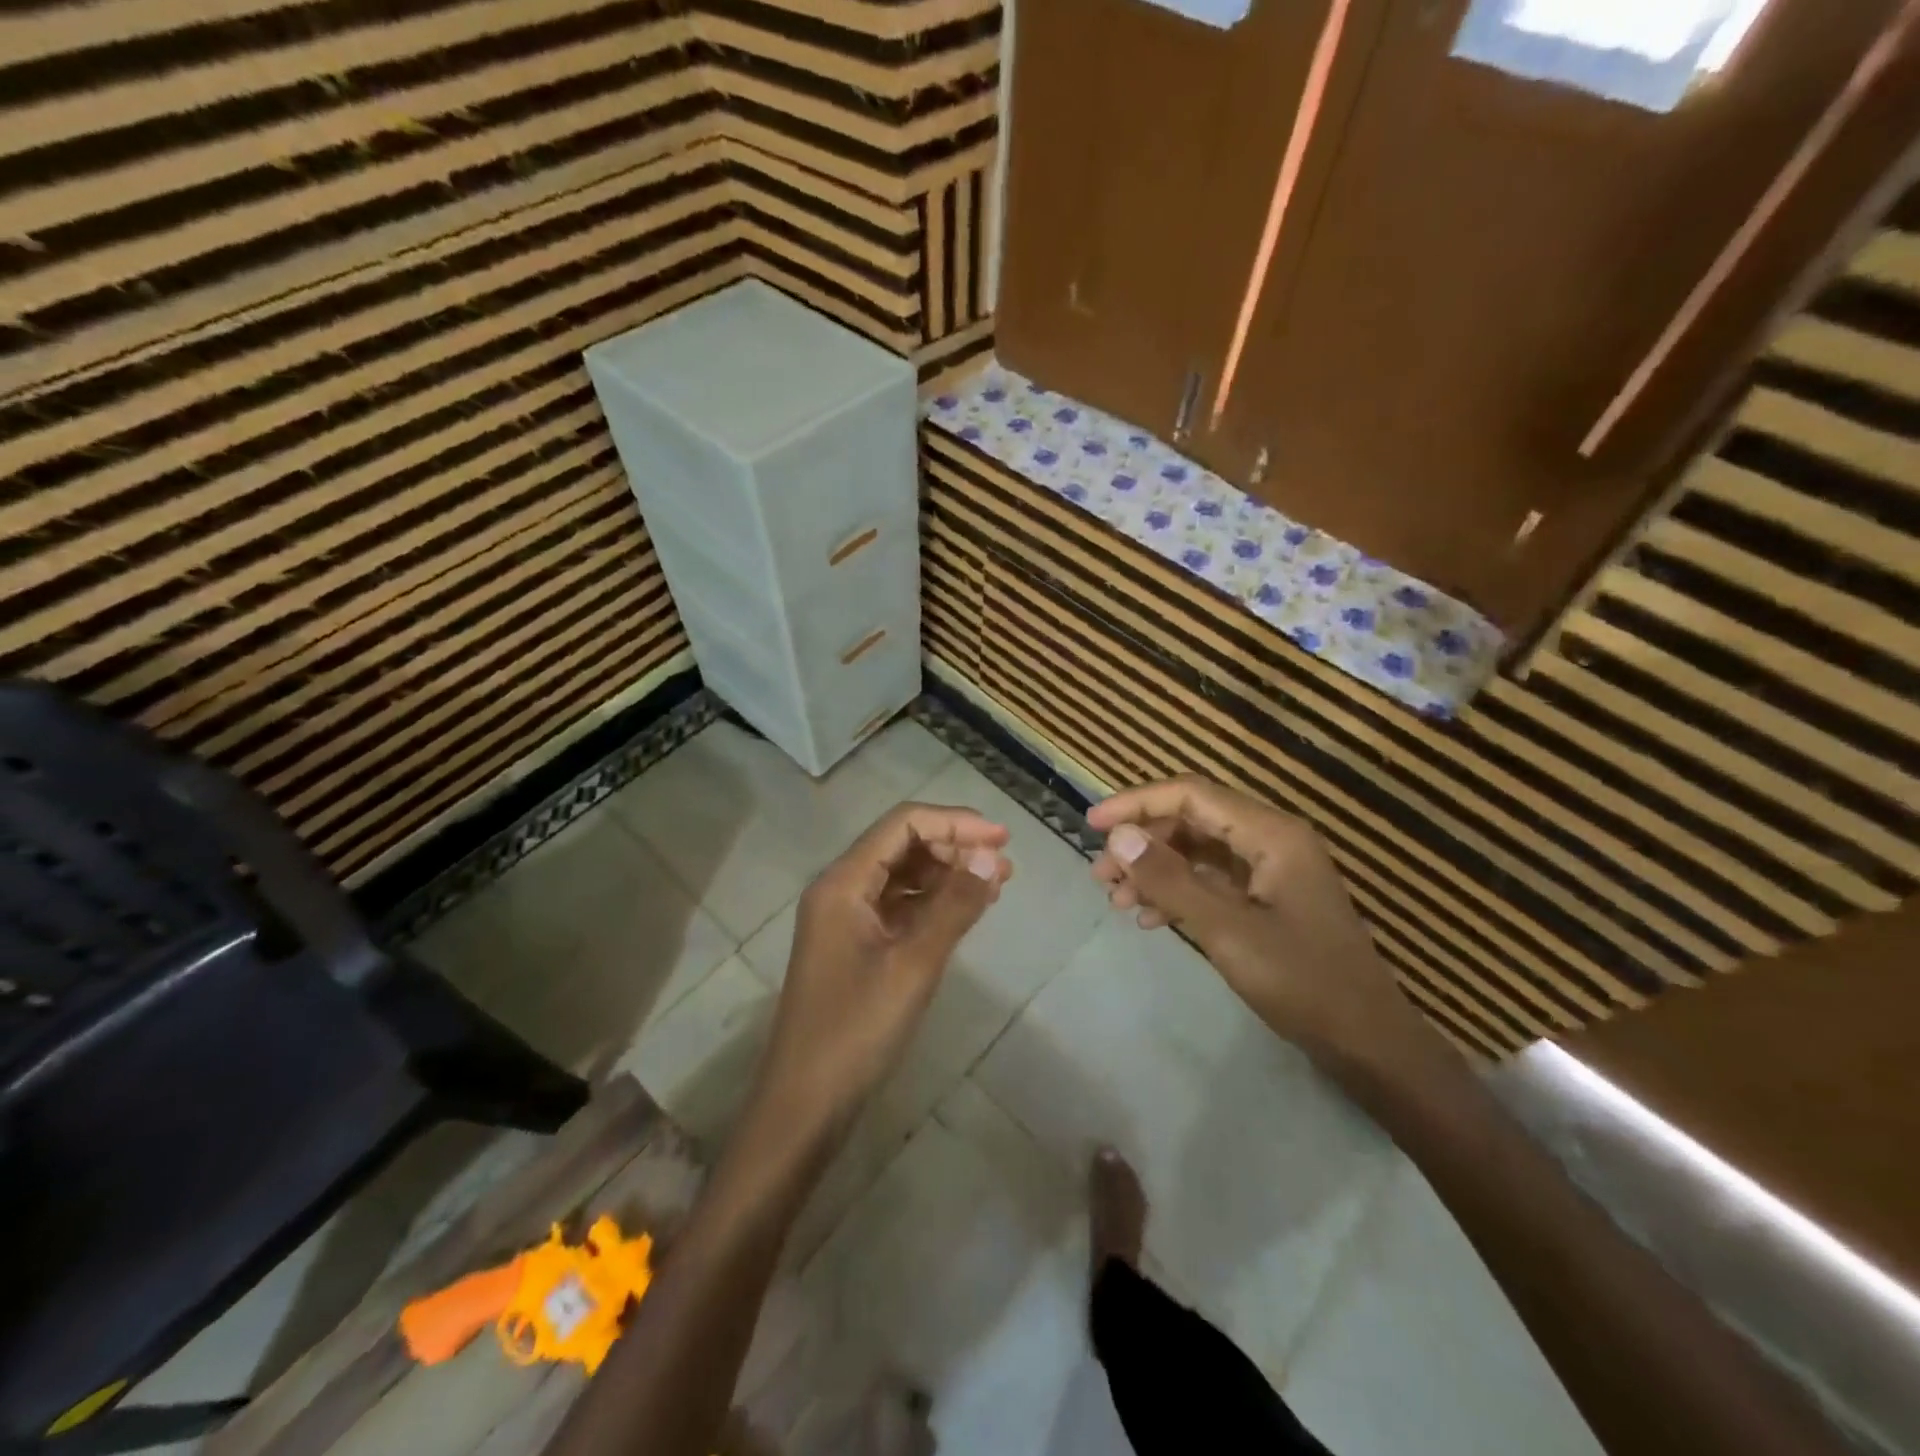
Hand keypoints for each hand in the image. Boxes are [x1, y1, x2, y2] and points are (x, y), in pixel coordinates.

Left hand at [757, 803, 1012, 1146]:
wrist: (804, 1105)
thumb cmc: (855, 1030)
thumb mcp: (913, 965)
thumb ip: (953, 906)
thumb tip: (990, 856)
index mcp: (843, 883)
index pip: (903, 824)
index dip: (955, 822)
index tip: (1001, 839)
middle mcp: (840, 890)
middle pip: (901, 845)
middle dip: (954, 846)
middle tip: (1004, 865)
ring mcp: (845, 920)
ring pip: (902, 876)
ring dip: (947, 874)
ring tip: (995, 884)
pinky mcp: (854, 947)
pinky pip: (898, 907)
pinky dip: (932, 903)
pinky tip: (965, 912)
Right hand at [1088, 775, 1434, 1072]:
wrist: (1368, 1043)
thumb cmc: (1302, 982)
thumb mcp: (1227, 930)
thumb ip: (1170, 879)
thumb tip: (1119, 836)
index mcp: (1271, 834)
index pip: (1191, 795)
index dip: (1137, 803)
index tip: (1092, 824)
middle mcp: (1272, 840)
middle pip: (1191, 820)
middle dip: (1142, 843)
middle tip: (1101, 874)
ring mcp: (1272, 871)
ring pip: (1197, 852)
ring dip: (1154, 870)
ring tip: (1114, 898)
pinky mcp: (1268, 900)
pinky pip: (1211, 881)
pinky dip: (1177, 893)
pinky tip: (1148, 918)